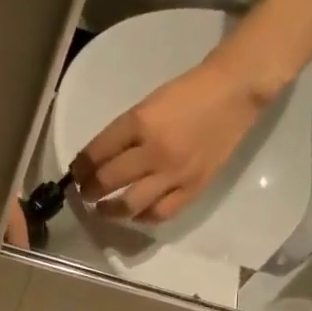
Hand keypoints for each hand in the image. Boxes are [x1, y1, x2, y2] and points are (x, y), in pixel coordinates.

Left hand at [74, 53, 270, 222]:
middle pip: (107, 181)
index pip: (96, 153)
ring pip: (130, 205)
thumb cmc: (187, 93)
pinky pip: (160, 213)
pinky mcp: (194, 187)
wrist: (234, 93)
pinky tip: (135, 213)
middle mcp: (154, 151)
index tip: (76, 173)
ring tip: (103, 209)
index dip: (80, 168)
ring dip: (109, 211)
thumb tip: (96, 160)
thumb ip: (123, 133)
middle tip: (86, 192)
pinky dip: (142, 217)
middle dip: (89, 190)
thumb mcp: (147, 104)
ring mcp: (175, 173)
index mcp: (139, 122)